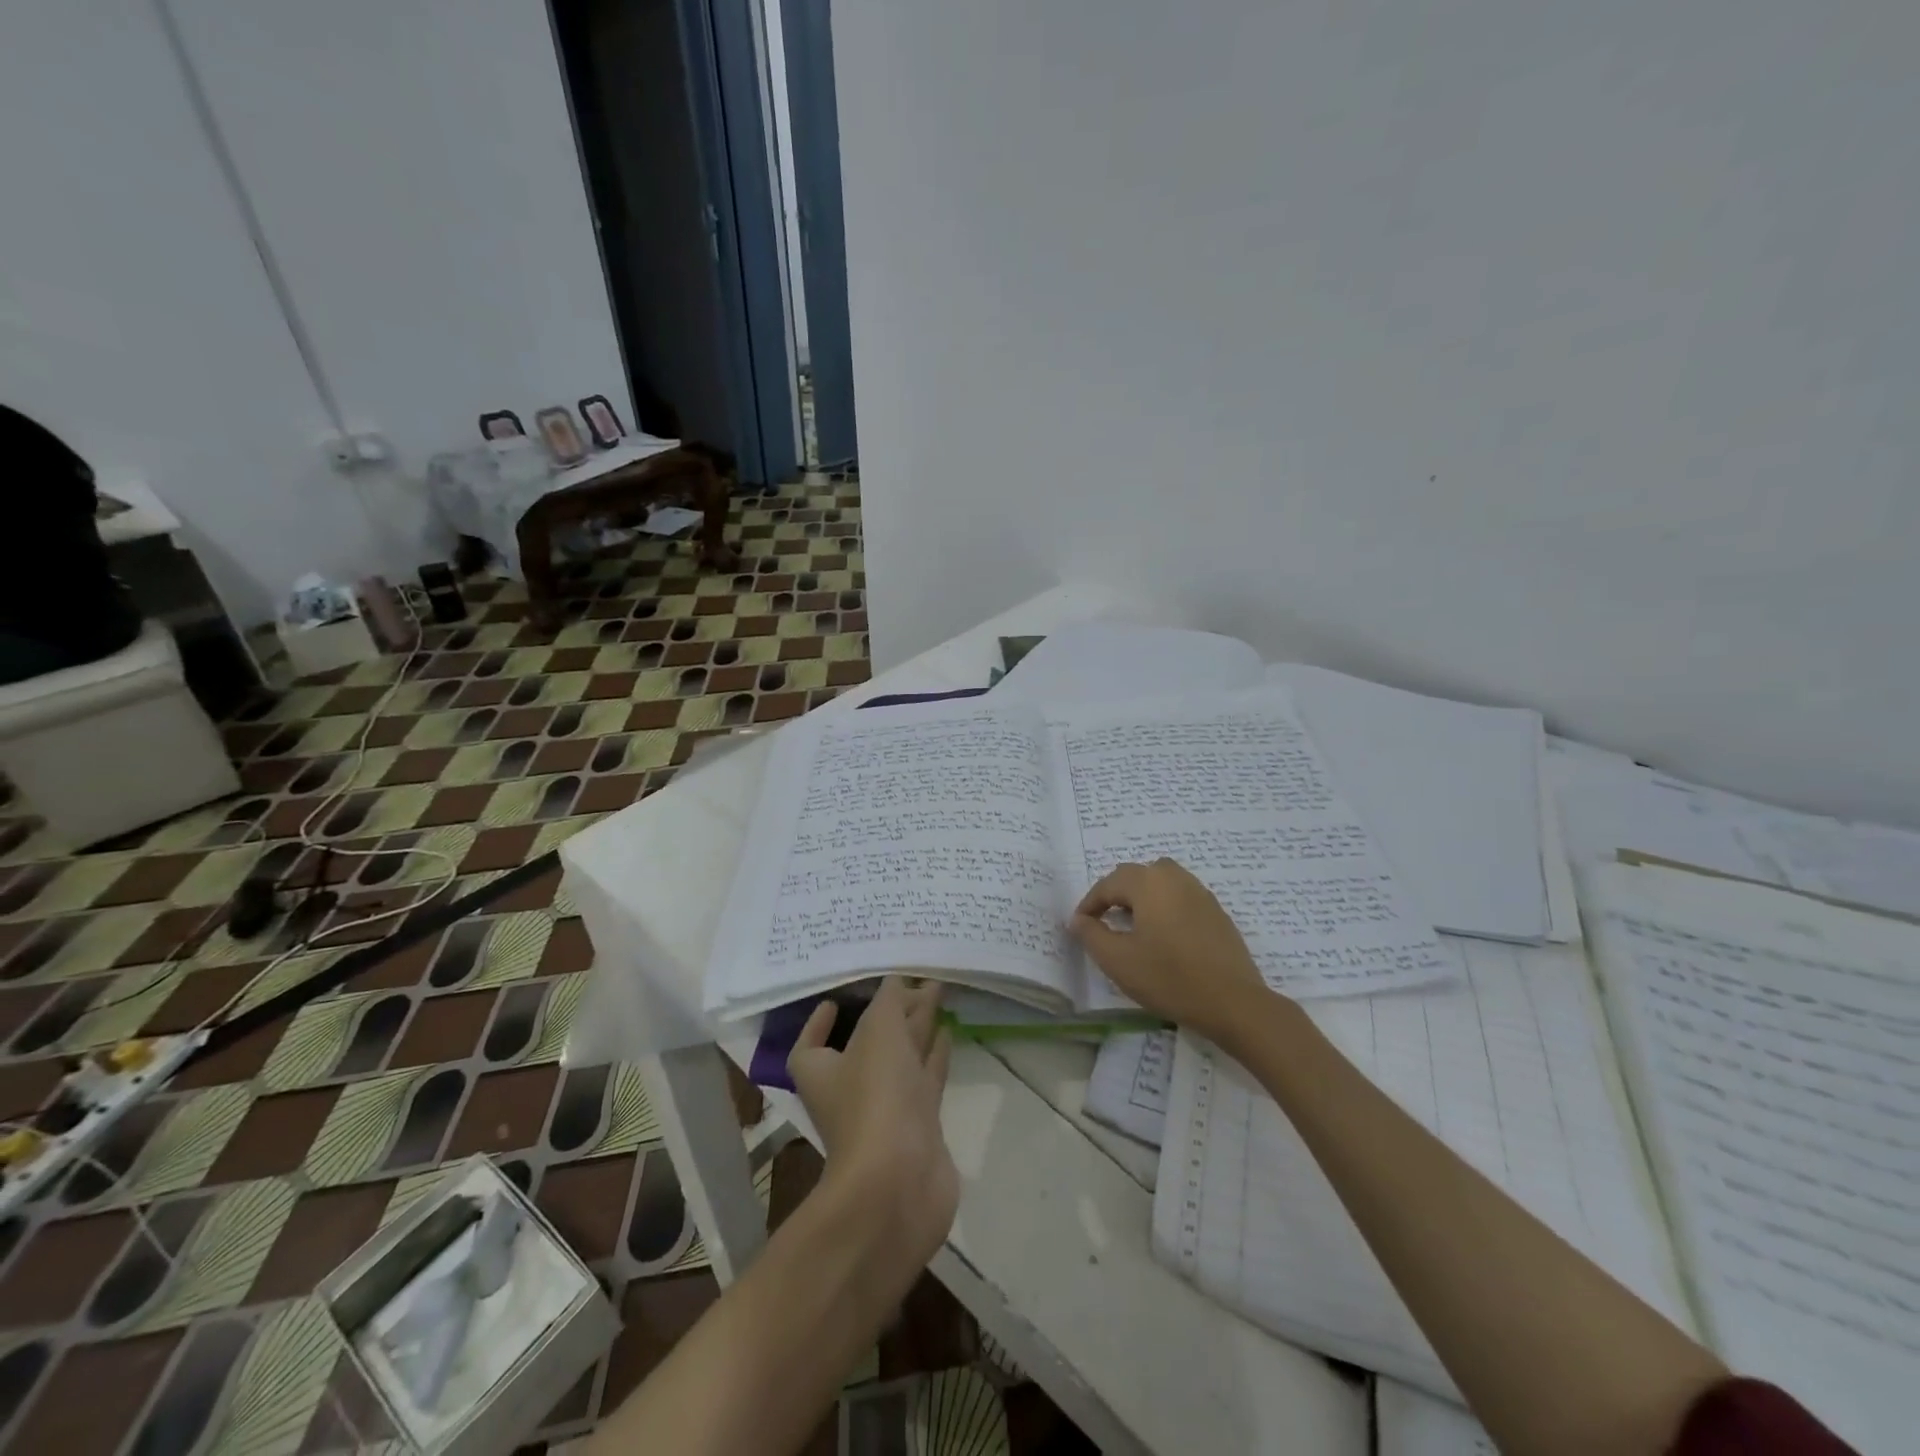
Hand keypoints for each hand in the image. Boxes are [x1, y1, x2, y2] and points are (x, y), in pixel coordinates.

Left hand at [788, 978, 958, 1268]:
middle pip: (869, 1042)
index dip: (820, 1023)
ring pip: (903, 1056)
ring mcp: (888, 1108)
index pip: (812, 1044)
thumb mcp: (878, 1032)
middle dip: (890, 1011)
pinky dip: (935, 1053)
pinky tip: (949, 1030)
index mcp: (823, 1072)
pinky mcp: (920, 1123)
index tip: (839, 999)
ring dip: (918, 1026)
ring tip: (939, 992)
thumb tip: (897, 980)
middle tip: (917, 978)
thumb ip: (889, 1001)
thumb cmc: (875, 1097)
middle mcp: (852, 1090)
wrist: (900, 1182)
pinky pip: (926, 1077)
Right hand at [1069, 858, 1279, 1045]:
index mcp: (1148, 883)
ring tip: (1133, 924)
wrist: (1232, 1002)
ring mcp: (1200, 892)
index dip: (1089, 904)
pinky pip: (1181, 896)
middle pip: (1136, 875)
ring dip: (1142, 896)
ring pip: (1161, 882)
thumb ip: (1091, 935)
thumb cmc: (1169, 978)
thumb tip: (1078, 920)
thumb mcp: (1118, 961)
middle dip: (1115, 894)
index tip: (1080, 926)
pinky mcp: (1216, 911)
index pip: (1108, 884)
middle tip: (1103, 921)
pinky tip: (1164, 935)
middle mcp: (1174, 877)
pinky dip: (1165, 906)